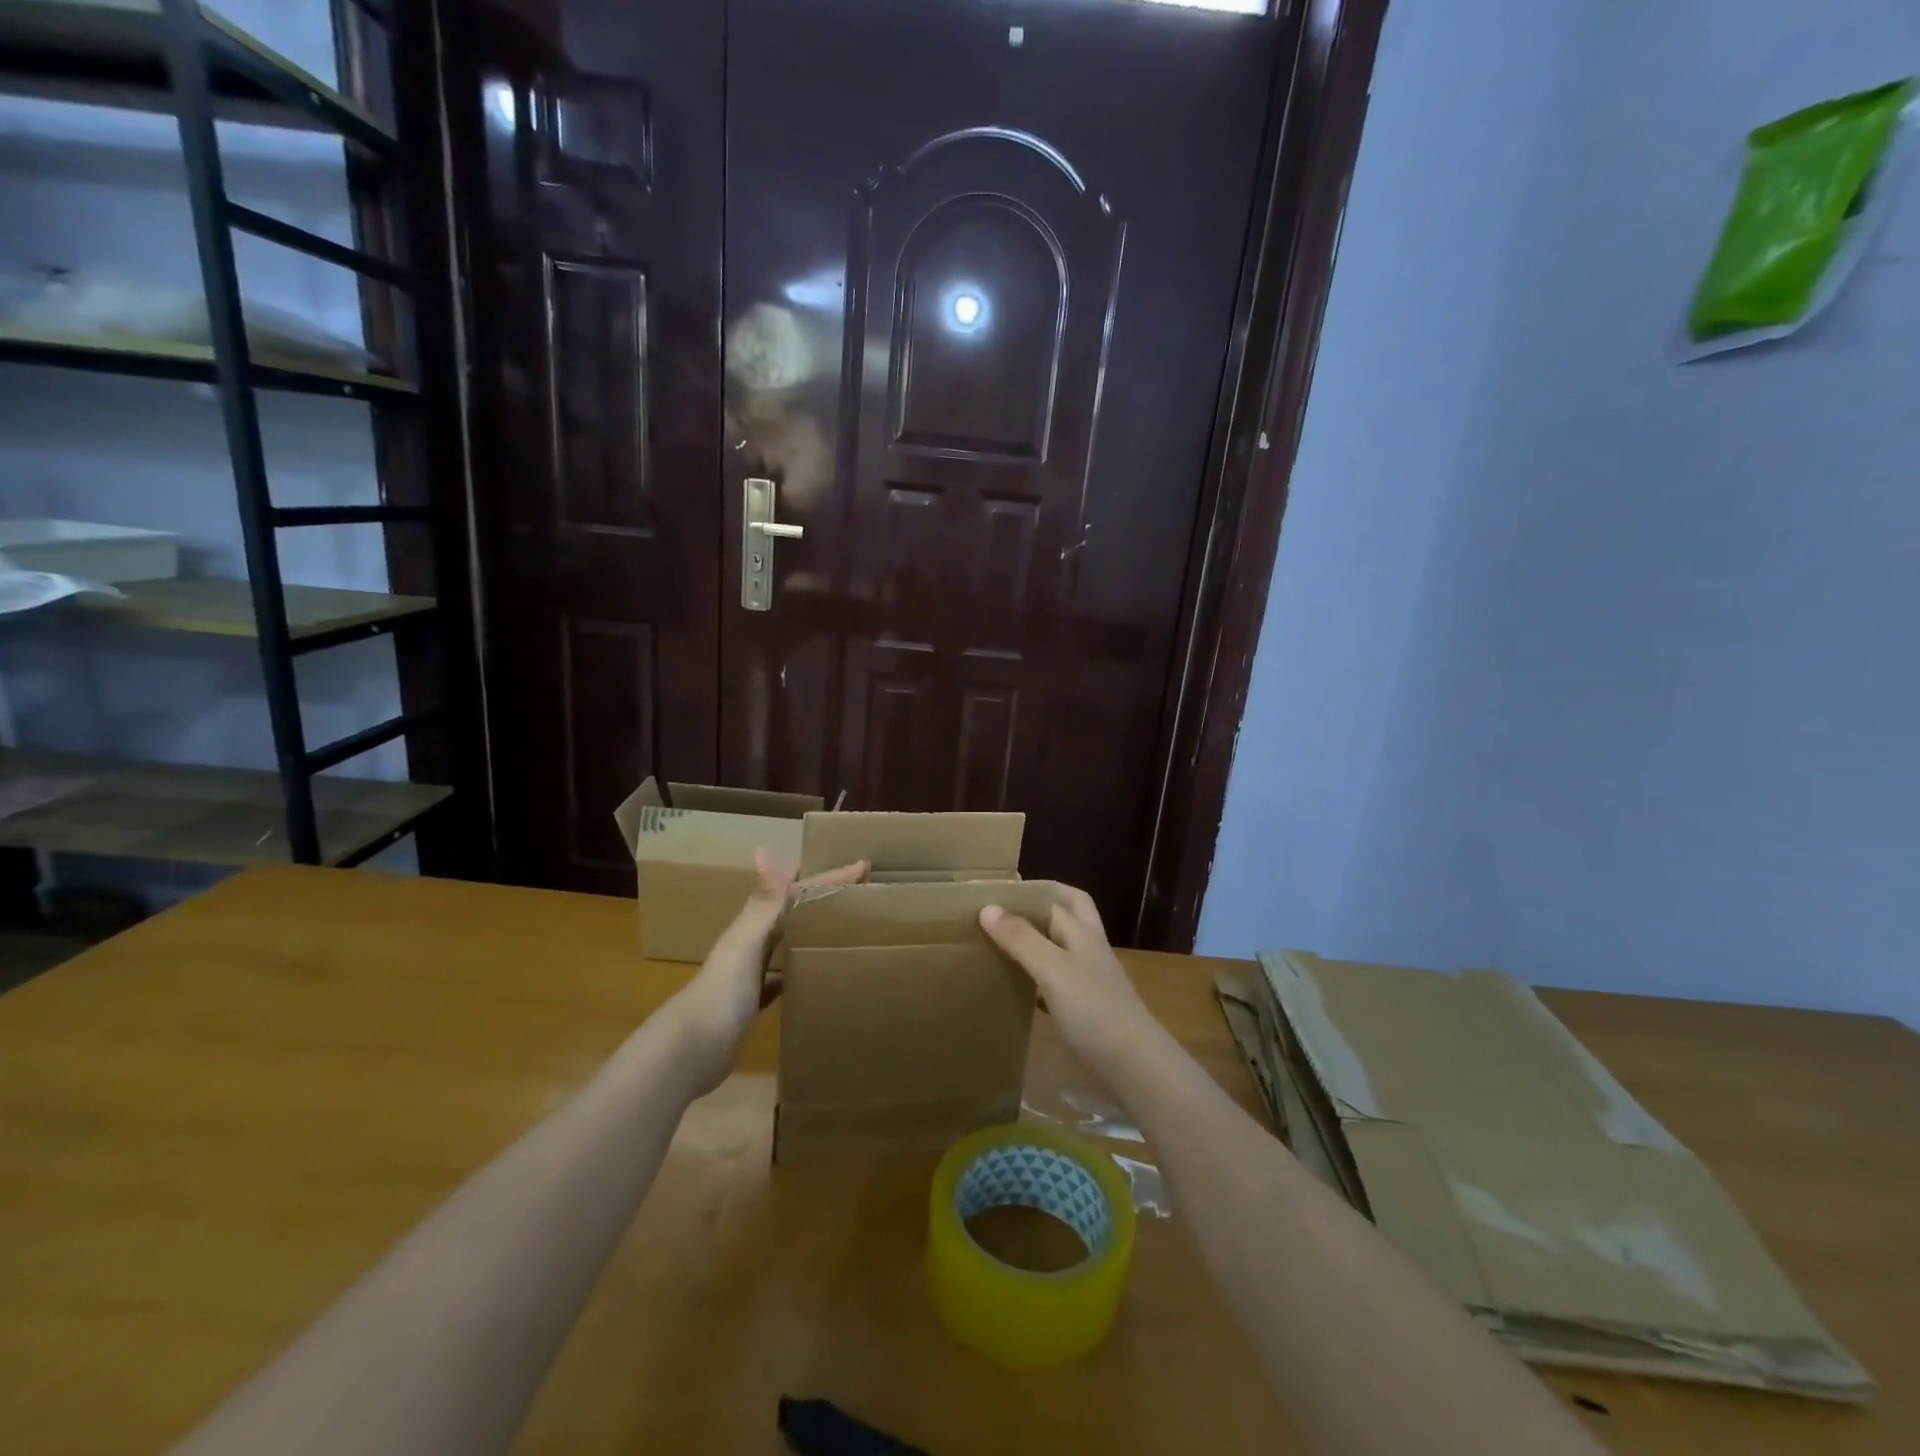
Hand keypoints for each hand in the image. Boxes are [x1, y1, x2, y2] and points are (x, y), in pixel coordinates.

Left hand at [672, 848, 866, 1093]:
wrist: (692, 1051)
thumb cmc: (723, 991)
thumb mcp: (746, 942)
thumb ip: (762, 902)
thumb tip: (764, 849)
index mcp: (753, 925)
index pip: (796, 892)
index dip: (827, 878)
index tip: (863, 866)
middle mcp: (752, 942)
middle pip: (793, 912)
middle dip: (822, 899)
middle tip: (860, 892)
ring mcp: (751, 973)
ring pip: (789, 942)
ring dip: (813, 931)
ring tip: (847, 927)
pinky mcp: (754, 1002)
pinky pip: (783, 977)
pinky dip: (800, 970)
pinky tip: (818, 973)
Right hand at [979, 885, 1167, 1087]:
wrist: (1134, 1067)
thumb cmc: (1094, 1010)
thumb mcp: (1053, 969)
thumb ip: (1021, 938)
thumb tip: (987, 907)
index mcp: (1082, 933)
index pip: (1056, 897)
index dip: (1028, 891)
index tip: (993, 892)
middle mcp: (1088, 950)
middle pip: (1068, 914)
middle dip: (1040, 906)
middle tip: (1005, 911)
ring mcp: (1090, 980)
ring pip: (1061, 947)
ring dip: (1037, 940)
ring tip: (1002, 944)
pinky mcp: (1086, 1009)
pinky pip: (1058, 981)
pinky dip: (1038, 976)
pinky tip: (1019, 988)